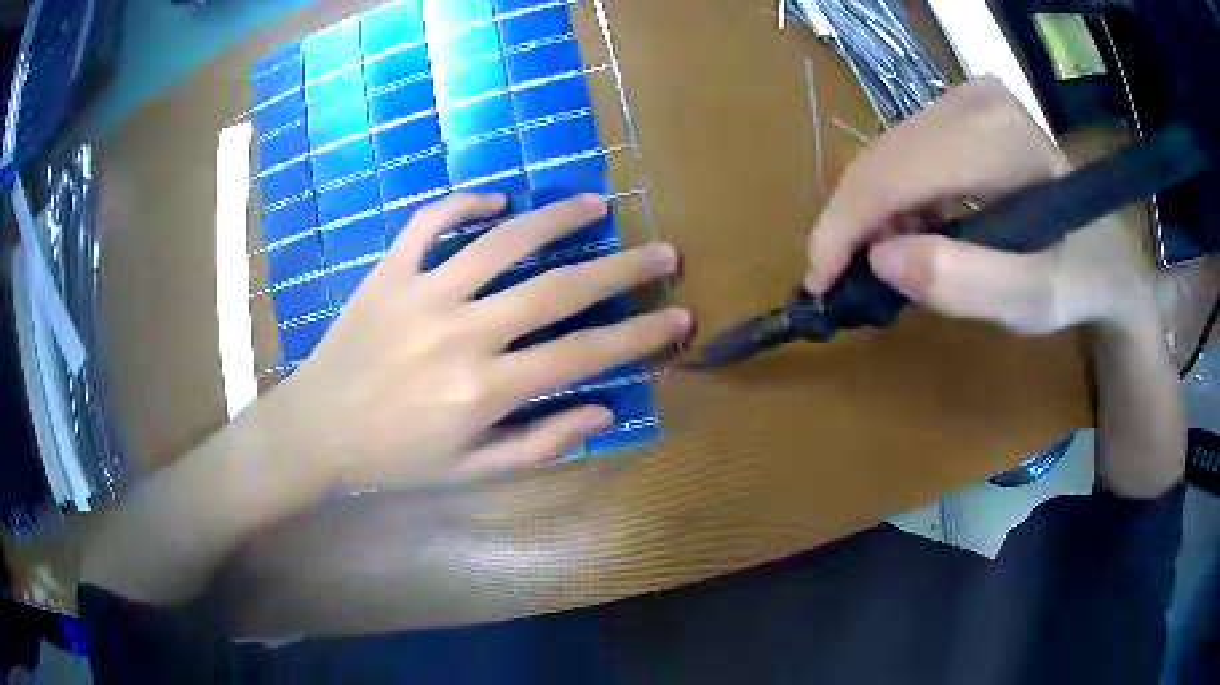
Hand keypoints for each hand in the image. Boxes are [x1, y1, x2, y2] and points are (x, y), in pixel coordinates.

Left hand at [270, 193, 688, 491]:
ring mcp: (421, 295)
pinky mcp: (388, 273)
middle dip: (621, 269)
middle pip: (557, 290)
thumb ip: (540, 442)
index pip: (582, 354)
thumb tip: (603, 410)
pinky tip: (495, 200)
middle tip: (662, 251)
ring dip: (555, 219)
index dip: (640, 336)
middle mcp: (461, 334)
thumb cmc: (395, 459)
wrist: (316, 432)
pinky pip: (427, 224)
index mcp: (484, 390)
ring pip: (501, 242)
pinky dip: (462, 204)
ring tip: (594, 205)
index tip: (680, 317)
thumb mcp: (471, 469)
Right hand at [805, 77, 1155, 335]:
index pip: (895, 171)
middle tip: (848, 283)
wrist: (1108, 252)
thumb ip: (968, 283)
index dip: (845, 228)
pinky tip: (911, 232)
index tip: (819, 283)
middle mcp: (973, 99)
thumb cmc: (1080, 279)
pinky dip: (894, 199)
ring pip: (885, 154)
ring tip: (888, 263)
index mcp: (997, 136)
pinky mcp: (962, 108)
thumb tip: (880, 260)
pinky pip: (904, 151)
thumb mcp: (1037, 300)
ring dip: (872, 214)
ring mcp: (967, 97)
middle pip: (882, 158)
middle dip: (853, 224)